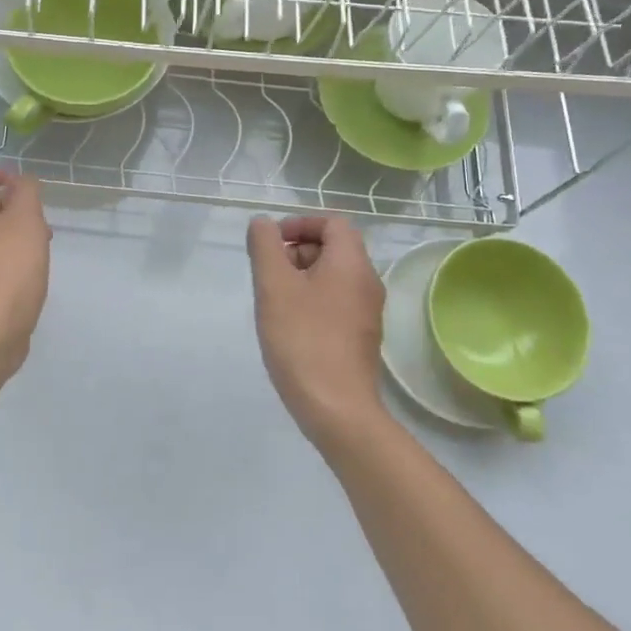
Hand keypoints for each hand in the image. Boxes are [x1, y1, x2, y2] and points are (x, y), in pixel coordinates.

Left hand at [0, 168, 51, 367]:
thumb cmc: (7, 266)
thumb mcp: (25, 219)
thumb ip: (25, 191)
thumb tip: (19, 183)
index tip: (14, 183)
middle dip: (4, 205)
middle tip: (34, 215)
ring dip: (5, 232)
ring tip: (39, 242)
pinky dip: (0, 257)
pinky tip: (27, 269)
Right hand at [246, 215, 386, 448]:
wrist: (336, 408)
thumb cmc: (303, 339)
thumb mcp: (274, 286)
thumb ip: (265, 247)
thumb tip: (263, 224)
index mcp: (351, 263)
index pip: (333, 222)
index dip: (300, 223)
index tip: (272, 242)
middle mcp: (367, 282)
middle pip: (334, 247)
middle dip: (298, 250)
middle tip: (268, 272)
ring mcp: (367, 312)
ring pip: (333, 276)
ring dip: (301, 276)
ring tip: (273, 299)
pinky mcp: (360, 337)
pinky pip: (336, 302)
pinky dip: (311, 299)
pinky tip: (288, 323)